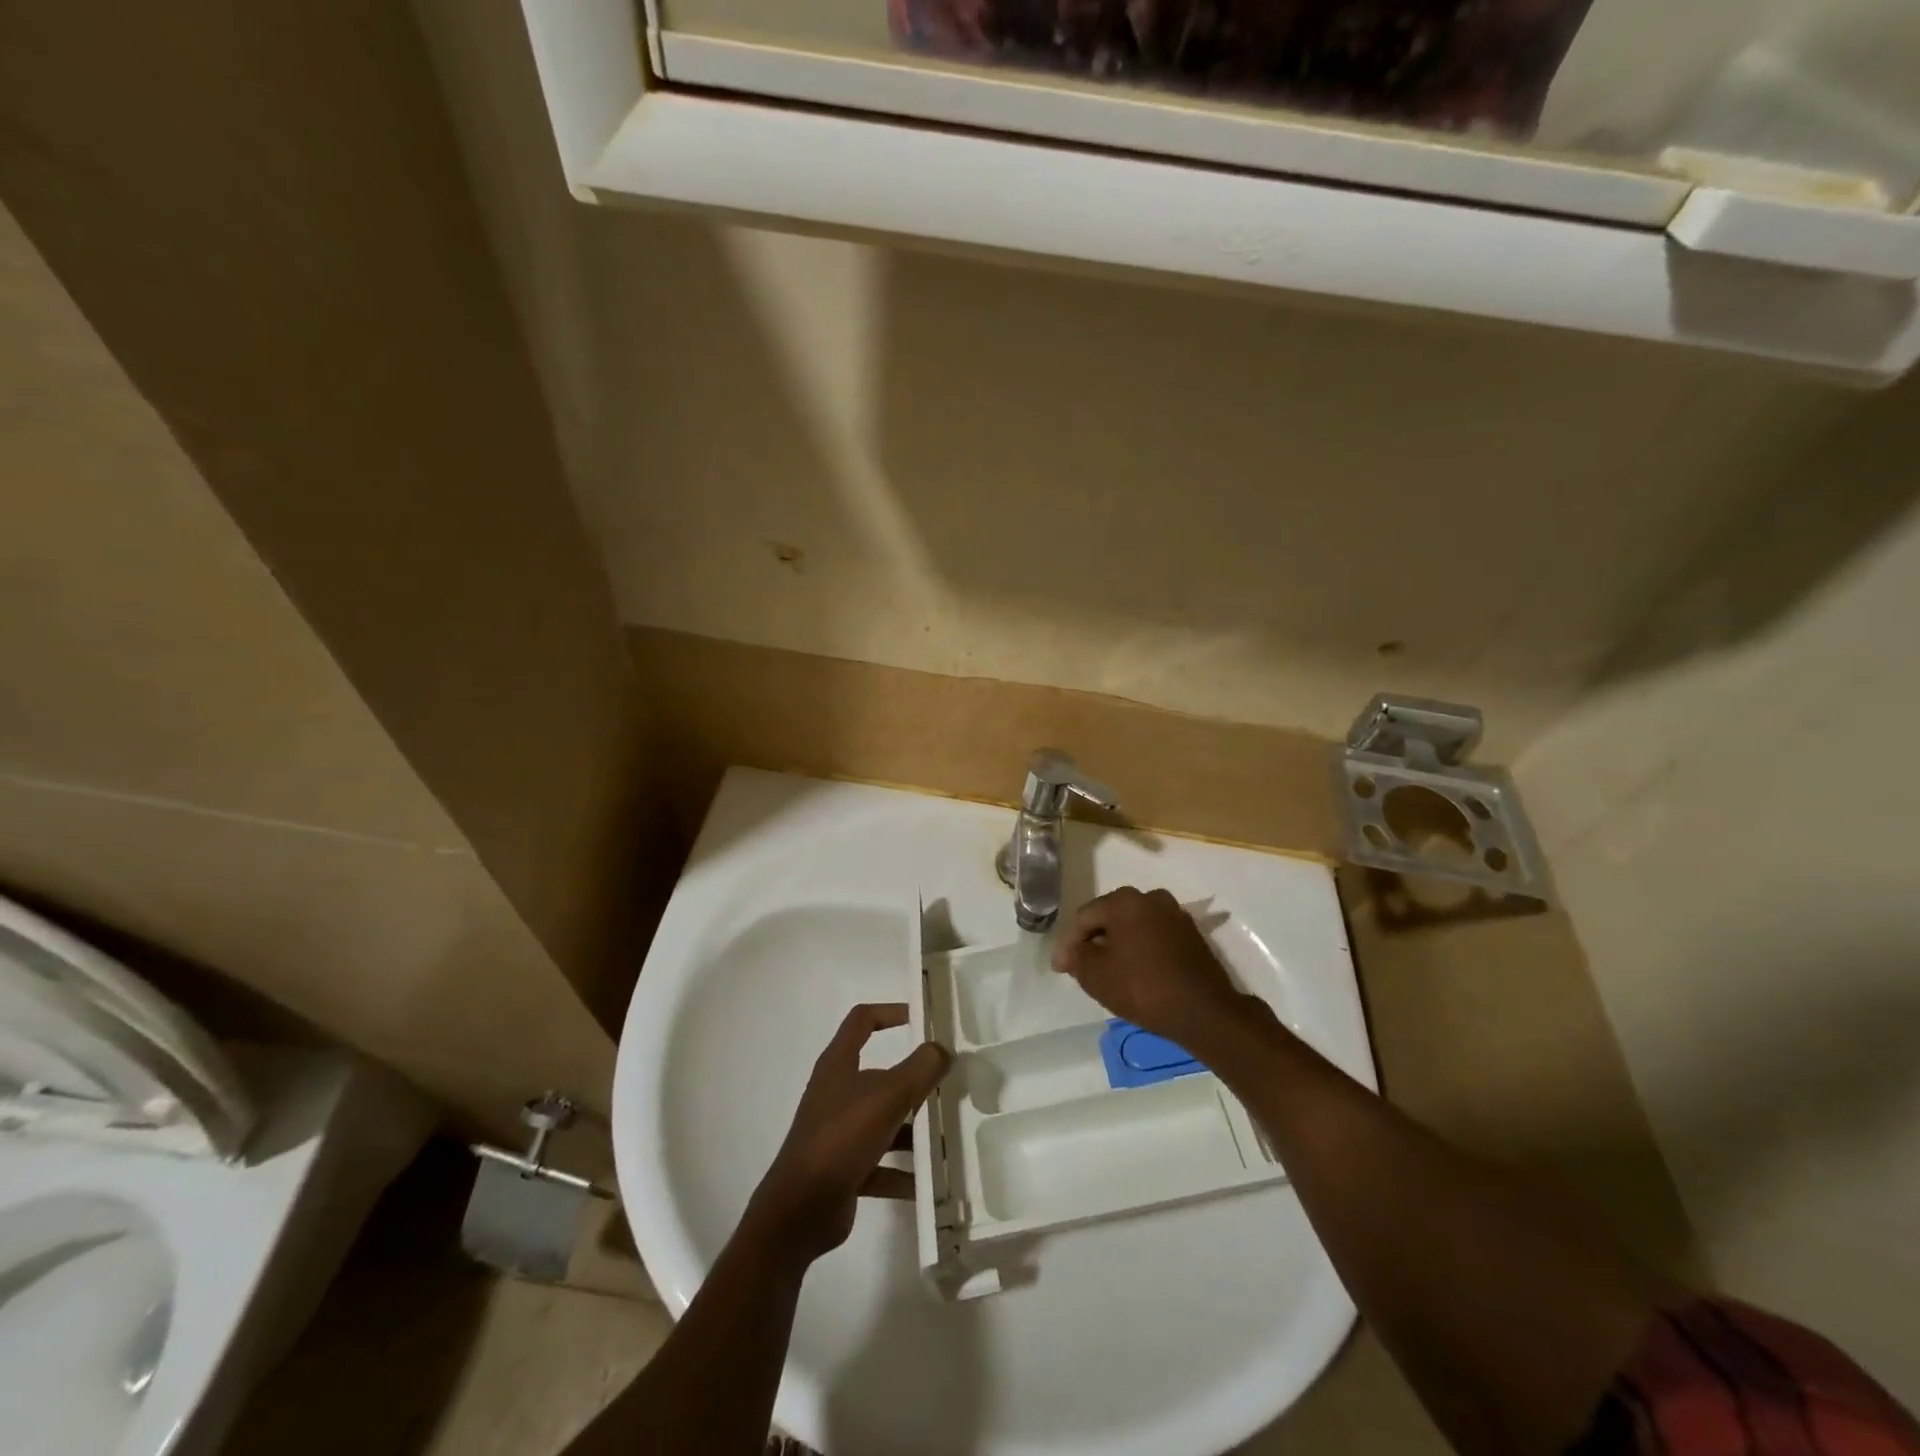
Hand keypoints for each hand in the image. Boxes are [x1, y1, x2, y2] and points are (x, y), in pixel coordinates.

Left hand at [745, 1003, 951, 1265]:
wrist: (800, 1210)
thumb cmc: (841, 1137)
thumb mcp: (887, 1096)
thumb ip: (919, 1069)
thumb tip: (941, 1049)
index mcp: (839, 1064)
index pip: (862, 1020)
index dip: (890, 1012)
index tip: (922, 1020)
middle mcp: (836, 1092)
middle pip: (880, 1074)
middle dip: (913, 1081)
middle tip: (948, 1085)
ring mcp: (839, 1131)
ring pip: (883, 1120)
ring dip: (913, 1129)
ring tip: (948, 1136)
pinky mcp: (843, 1168)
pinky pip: (881, 1163)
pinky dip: (903, 1171)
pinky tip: (930, 1182)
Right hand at [1053, 887, 1254, 1049]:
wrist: (1204, 1011)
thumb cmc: (1143, 987)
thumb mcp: (1096, 976)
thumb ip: (1077, 957)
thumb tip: (1071, 951)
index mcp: (1124, 900)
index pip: (1085, 917)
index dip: (1070, 944)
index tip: (1062, 969)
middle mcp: (1151, 898)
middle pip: (1110, 917)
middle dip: (1095, 941)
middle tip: (1084, 968)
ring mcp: (1175, 914)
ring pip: (1134, 927)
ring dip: (1119, 945)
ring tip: (1110, 971)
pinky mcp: (1192, 934)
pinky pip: (1155, 937)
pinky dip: (1142, 950)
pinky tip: (1137, 972)